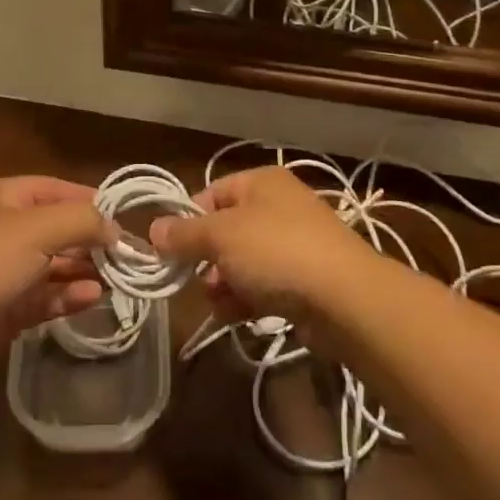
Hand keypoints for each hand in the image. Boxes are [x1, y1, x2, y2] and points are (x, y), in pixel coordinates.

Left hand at [0, 177, 110, 369]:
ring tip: (119, 279)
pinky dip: (70, 296)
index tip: (126, 220)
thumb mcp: (36, 229)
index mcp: (10, 198)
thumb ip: (81, 222)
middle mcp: (9, 230)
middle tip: (130, 257)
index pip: (61, 191)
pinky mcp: (7, 308)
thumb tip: (115, 228)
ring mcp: (7, 270)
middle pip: (60, 230)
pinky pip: (46, 297)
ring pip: (56, 266)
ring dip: (85, 270)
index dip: (93, 203)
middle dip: (93, 241)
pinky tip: (95, 297)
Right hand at [149, 166, 374, 326]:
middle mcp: (279, 207)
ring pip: (244, 261)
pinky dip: (247, 299)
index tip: (171, 248)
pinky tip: (235, 316)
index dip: (189, 219)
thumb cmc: (276, 252)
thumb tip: (154, 229)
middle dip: (206, 258)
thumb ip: (185, 234)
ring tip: (217, 303)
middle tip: (194, 279)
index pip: (212, 193)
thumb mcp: (221, 236)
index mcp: (261, 182)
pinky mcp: (306, 281)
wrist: (345, 299)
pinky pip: (265, 285)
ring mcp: (295, 244)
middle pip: (227, 230)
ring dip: (224, 283)